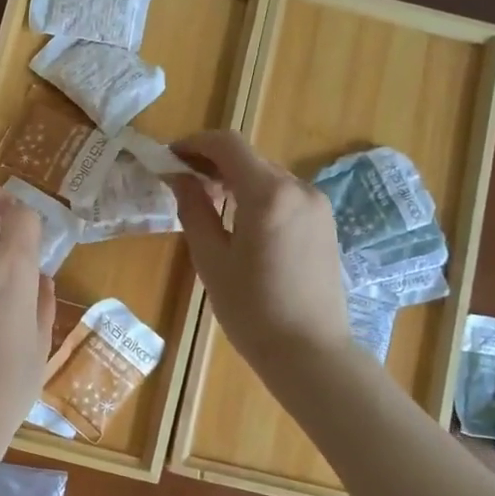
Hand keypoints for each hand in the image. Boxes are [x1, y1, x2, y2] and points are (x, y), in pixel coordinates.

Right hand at [168, 131, 352, 377]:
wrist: (310, 352)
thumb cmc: (252, 310)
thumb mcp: (211, 260)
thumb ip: (194, 210)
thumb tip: (179, 177)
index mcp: (269, 194)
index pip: (227, 145)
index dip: (194, 143)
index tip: (169, 157)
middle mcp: (299, 188)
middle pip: (248, 158)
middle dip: (212, 163)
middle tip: (182, 185)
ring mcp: (317, 204)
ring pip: (267, 176)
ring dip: (235, 180)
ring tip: (208, 206)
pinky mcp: (325, 222)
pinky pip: (284, 195)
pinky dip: (257, 196)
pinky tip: (241, 223)